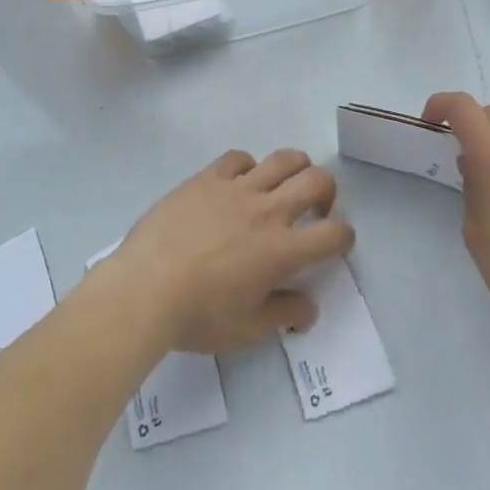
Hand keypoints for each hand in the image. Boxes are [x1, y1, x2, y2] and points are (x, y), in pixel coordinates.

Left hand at [109, 149, 354, 354]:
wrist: (145, 288)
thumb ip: (283, 316)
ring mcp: (237, 188)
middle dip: (327, 192)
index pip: (334, 233)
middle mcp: (268, 210)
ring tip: (286, 184)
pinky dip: (248, 167)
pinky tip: (239, 183)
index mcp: (282, 250)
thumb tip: (308, 307)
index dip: (344, 236)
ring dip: (296, 168)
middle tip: (316, 208)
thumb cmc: (197, 316)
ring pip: (283, 159)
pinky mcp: (208, 177)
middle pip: (317, 180)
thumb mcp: (246, 331)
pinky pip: (239, 158)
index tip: (336, 242)